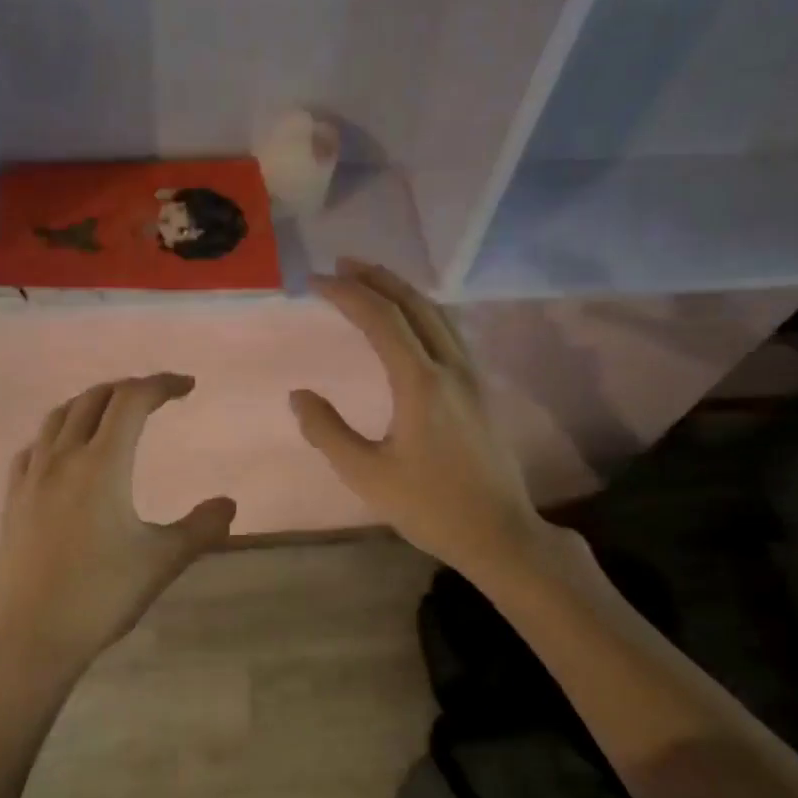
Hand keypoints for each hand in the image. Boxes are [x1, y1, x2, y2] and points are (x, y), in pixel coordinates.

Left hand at [0, 374, 236, 688]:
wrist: (35, 635)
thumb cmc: (103, 594)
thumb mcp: (163, 561)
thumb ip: (201, 527)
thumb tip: (229, 504)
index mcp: (102, 465)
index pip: (132, 401)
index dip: (161, 385)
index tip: (187, 387)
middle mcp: (63, 458)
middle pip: (94, 399)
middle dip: (128, 389)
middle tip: (155, 399)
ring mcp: (32, 477)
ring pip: (58, 417)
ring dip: (90, 404)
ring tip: (112, 414)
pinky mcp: (13, 498)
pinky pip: (33, 447)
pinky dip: (56, 434)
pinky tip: (63, 451)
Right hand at [291, 261, 554, 583]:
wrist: (498, 532)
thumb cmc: (429, 507)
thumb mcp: (366, 475)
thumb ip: (328, 431)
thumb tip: (299, 396)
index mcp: (421, 383)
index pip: (381, 319)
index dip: (347, 294)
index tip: (315, 282)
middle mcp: (450, 367)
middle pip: (414, 304)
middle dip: (376, 278)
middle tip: (341, 264)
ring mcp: (472, 376)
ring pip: (438, 314)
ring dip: (402, 291)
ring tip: (371, 281)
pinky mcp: (480, 389)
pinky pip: (449, 332)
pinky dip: (422, 312)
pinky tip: (409, 321)